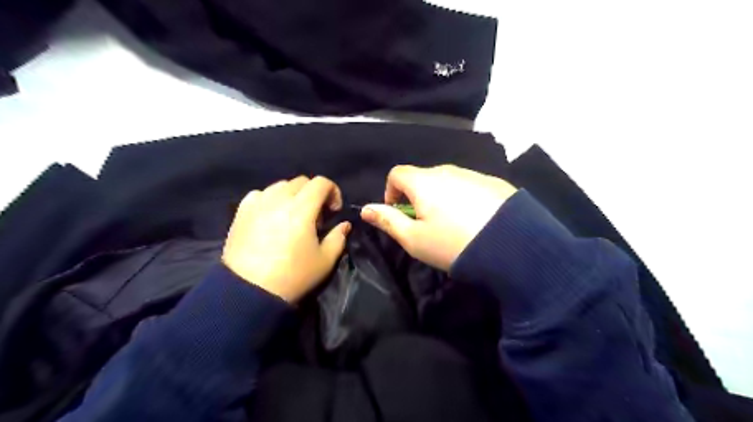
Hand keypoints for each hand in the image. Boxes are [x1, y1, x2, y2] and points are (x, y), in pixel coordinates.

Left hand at [221, 176, 351, 301]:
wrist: (248, 292)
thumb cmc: (293, 276)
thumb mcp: (325, 261)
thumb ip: (338, 238)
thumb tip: (344, 225)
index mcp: (302, 208)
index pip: (321, 183)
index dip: (333, 191)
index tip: (334, 211)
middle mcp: (279, 199)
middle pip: (301, 182)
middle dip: (314, 193)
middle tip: (316, 217)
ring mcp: (257, 204)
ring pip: (280, 186)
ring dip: (293, 195)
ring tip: (293, 216)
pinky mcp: (241, 213)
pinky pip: (259, 195)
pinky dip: (270, 199)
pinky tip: (271, 216)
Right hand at [359, 164, 517, 269]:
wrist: (513, 246)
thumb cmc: (453, 244)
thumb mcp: (414, 239)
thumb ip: (387, 221)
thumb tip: (365, 209)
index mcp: (424, 181)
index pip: (397, 174)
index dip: (390, 192)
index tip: (398, 213)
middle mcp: (448, 170)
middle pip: (422, 177)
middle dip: (416, 196)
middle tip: (425, 224)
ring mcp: (474, 174)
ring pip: (447, 181)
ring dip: (440, 197)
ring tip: (452, 224)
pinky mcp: (495, 182)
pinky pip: (469, 186)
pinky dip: (463, 198)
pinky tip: (475, 220)